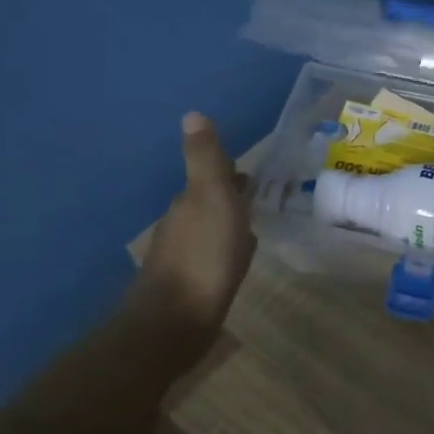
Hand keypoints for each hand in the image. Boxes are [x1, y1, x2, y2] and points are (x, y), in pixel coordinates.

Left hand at [135, 112, 255, 329]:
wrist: (176, 320)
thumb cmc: (203, 255)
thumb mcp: (210, 198)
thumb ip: (205, 160)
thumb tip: (192, 113)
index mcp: (188, 202)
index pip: (209, 178)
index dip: (228, 173)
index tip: (249, 172)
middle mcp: (181, 226)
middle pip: (208, 204)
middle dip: (229, 197)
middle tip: (257, 197)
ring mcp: (184, 258)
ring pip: (210, 230)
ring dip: (228, 224)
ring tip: (252, 225)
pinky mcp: (191, 286)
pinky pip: (213, 258)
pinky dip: (226, 251)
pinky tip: (238, 260)